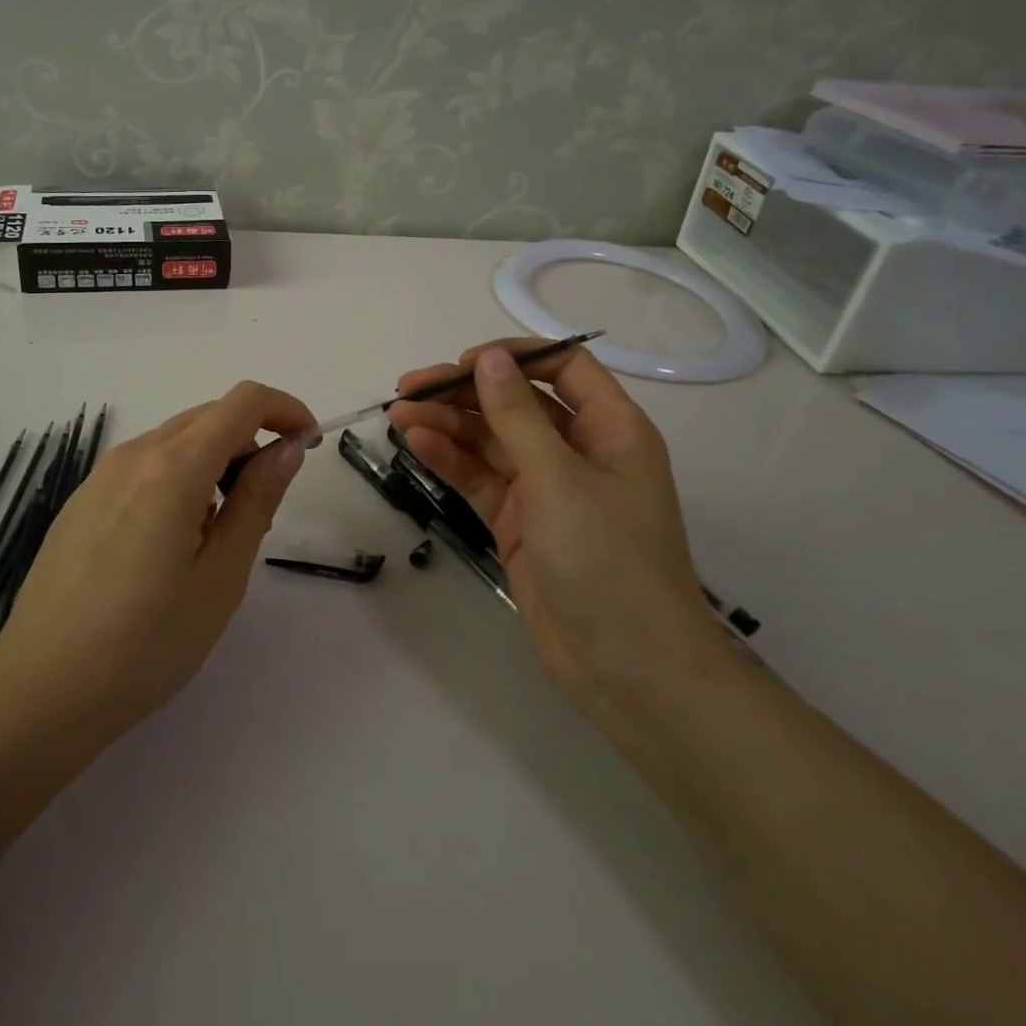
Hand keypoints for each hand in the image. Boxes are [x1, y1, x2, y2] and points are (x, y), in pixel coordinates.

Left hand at [0, 381, 315, 739]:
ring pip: (175, 441)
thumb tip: (286, 449)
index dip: (285, 410)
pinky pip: (144, 466)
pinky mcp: (82, 499)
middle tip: (264, 504)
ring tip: (217, 533)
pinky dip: (178, 478)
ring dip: (214, 462)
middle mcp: (135, 454)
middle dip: (251, 440)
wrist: (42, 688)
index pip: (243, 402)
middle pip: (208, 416)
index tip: (307, 445)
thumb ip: (257, 500)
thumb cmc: (147, 642)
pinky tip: (170, 542)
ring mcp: (101, 475)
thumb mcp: (221, 575)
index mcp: (173, 467)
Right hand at [386, 340, 724, 715]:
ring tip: (398, 415)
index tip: (463, 363)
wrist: (627, 667)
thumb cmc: (607, 558)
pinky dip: (451, 460)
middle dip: (464, 392)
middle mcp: (579, 451)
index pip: (562, 367)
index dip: (514, 357)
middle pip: (516, 403)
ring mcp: (548, 489)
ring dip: (448, 425)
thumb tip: (488, 358)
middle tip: (409, 388)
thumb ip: (517, 414)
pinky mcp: (521, 522)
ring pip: (492, 441)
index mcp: (611, 429)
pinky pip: (482, 479)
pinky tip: (417, 444)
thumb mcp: (558, 478)